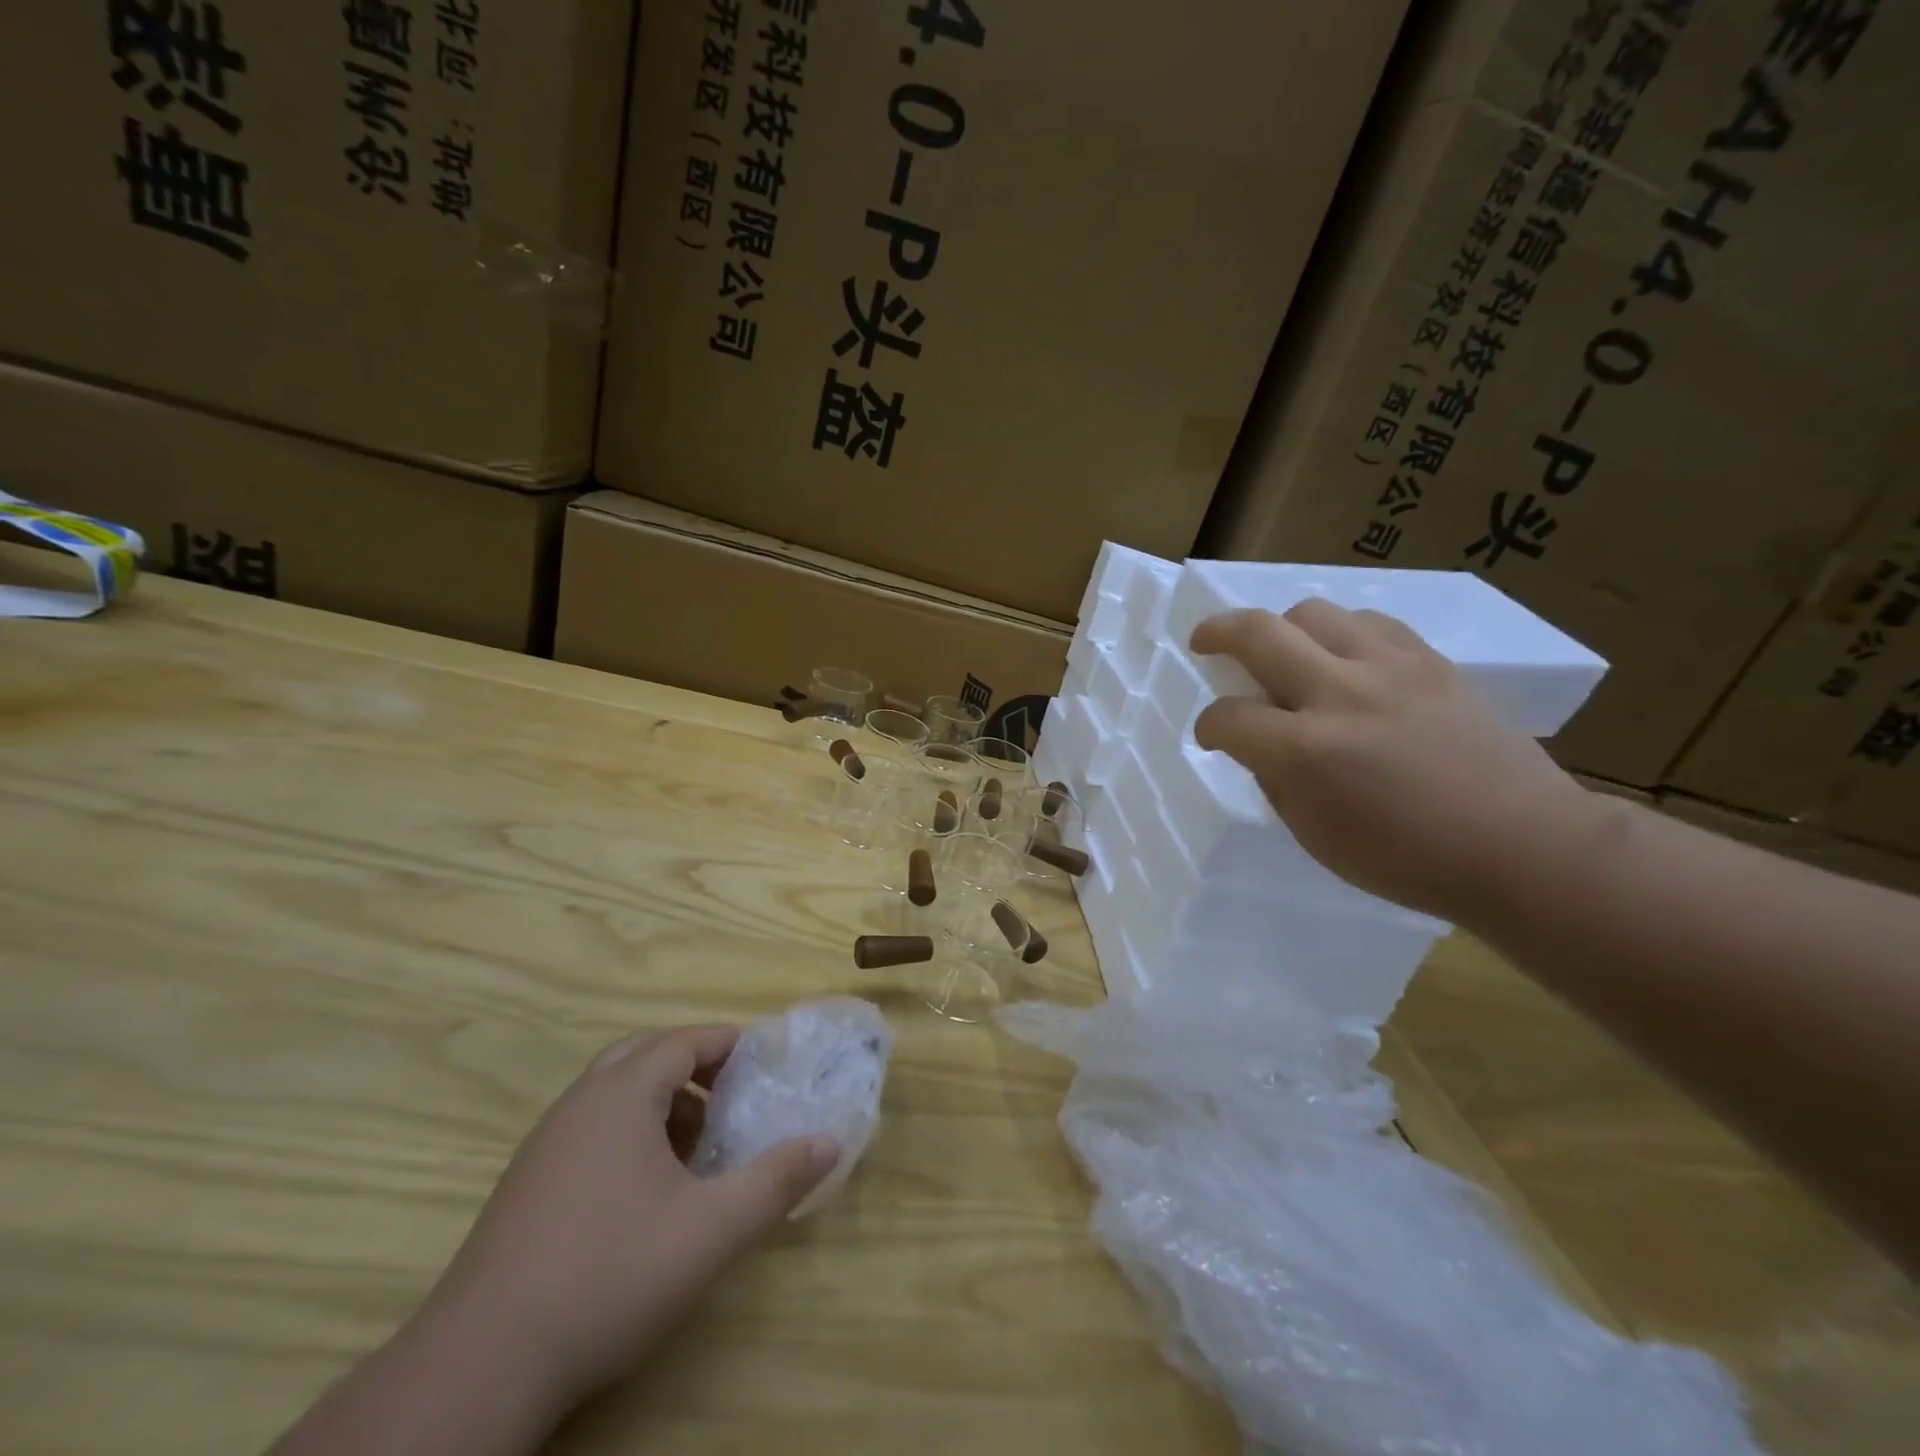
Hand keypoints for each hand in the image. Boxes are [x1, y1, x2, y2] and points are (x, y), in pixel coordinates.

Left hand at [421, 1026, 838, 1413]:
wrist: (480, 1369)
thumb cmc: (610, 1275)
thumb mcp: (713, 1229)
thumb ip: (776, 1180)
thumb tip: (829, 1142)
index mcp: (620, 1095)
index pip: (683, 1040)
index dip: (727, 1044)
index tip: (764, 1062)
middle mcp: (579, 1105)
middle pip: (644, 1056)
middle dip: (693, 1066)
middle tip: (731, 1096)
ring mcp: (544, 1146)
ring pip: (613, 1095)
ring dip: (661, 1103)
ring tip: (697, 1146)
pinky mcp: (524, 1188)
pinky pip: (589, 1131)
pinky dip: (629, 1135)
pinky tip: (647, 1192)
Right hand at [1190, 603, 1598, 923]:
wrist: (1521, 845)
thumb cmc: (1407, 859)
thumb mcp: (1315, 834)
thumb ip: (1276, 778)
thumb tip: (1261, 743)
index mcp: (1306, 751)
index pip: (1227, 716)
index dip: (1209, 726)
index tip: (1214, 735)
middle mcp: (1340, 694)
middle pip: (1257, 633)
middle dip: (1216, 633)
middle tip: (1205, 642)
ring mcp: (1389, 668)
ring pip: (1312, 612)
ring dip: (1282, 629)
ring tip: (1284, 654)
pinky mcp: (1430, 660)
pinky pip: (1368, 622)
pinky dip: (1340, 634)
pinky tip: (1344, 660)